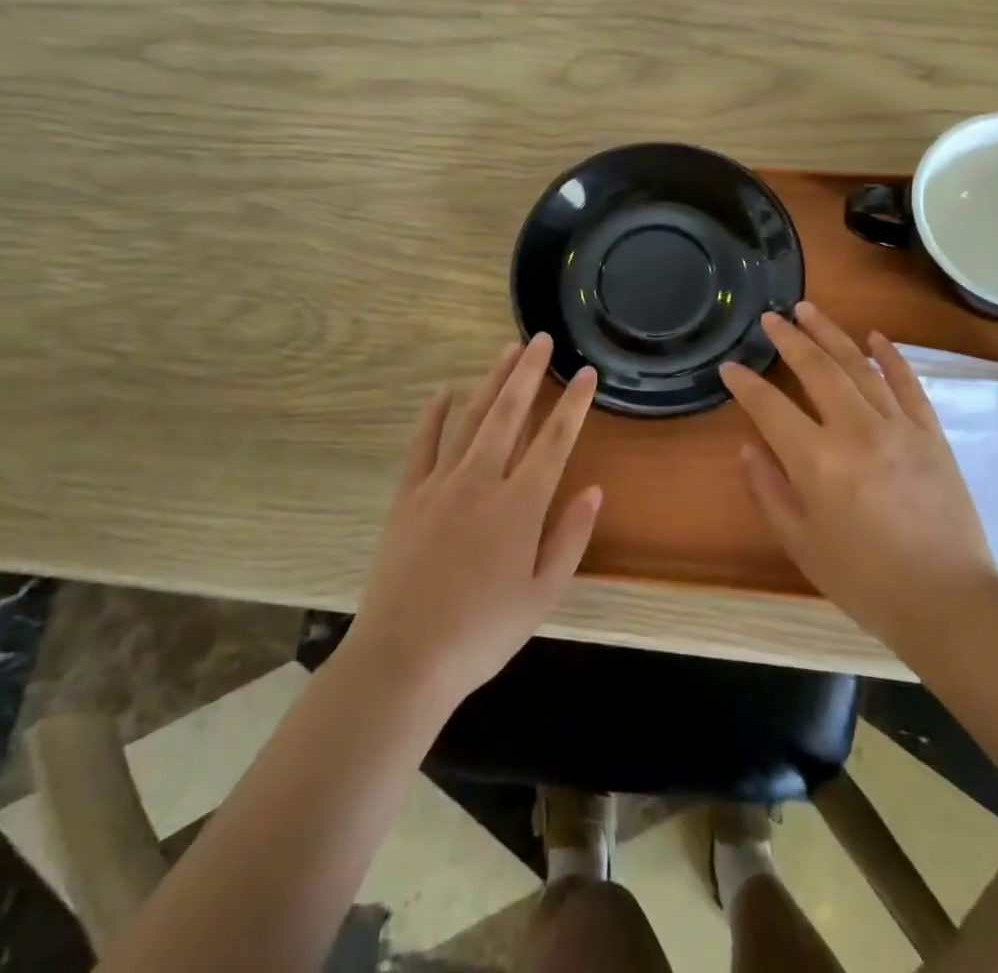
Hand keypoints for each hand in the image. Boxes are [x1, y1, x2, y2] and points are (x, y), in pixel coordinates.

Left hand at [348, 335, 602, 711]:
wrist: (404, 658)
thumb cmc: (482, 633)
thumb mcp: (542, 595)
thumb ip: (570, 537)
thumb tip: (593, 489)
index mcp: (520, 505)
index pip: (555, 441)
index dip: (574, 404)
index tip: (586, 373)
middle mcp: (482, 481)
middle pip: (510, 414)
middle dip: (528, 373)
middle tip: (540, 340)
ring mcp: (440, 484)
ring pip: (471, 419)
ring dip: (490, 382)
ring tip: (505, 350)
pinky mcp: (408, 496)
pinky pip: (423, 444)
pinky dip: (433, 415)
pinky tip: (444, 392)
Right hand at [720, 302, 997, 654]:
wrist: (947, 601)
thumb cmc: (864, 580)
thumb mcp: (801, 543)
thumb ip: (769, 490)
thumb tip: (750, 447)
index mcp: (817, 460)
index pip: (770, 406)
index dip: (745, 384)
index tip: (730, 366)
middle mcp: (856, 430)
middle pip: (816, 369)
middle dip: (789, 339)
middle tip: (771, 317)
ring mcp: (899, 426)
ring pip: (859, 365)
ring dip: (831, 334)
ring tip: (808, 310)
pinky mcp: (931, 433)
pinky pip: (908, 383)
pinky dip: (891, 356)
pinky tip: (875, 336)